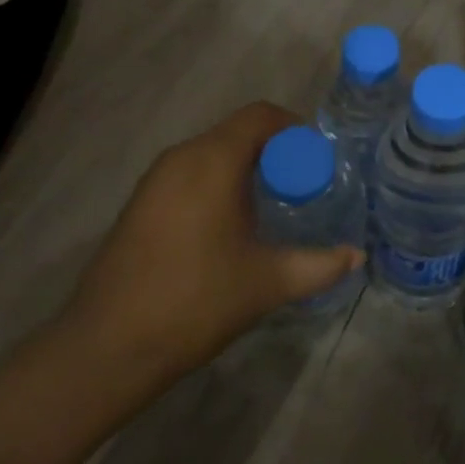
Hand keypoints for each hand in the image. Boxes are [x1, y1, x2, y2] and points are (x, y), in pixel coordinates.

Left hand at [54, 101, 363, 397]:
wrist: (107, 347)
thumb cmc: (195, 302)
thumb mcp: (268, 282)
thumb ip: (319, 265)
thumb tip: (357, 256)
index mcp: (213, 161)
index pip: (260, 116)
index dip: (294, 128)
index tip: (318, 160)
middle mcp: (181, 157)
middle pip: (236, 132)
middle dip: (274, 151)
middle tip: (302, 186)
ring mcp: (154, 180)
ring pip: (211, 153)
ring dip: (244, 167)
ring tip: (270, 205)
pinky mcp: (140, 203)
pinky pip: (189, 173)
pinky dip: (217, 182)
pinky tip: (228, 225)